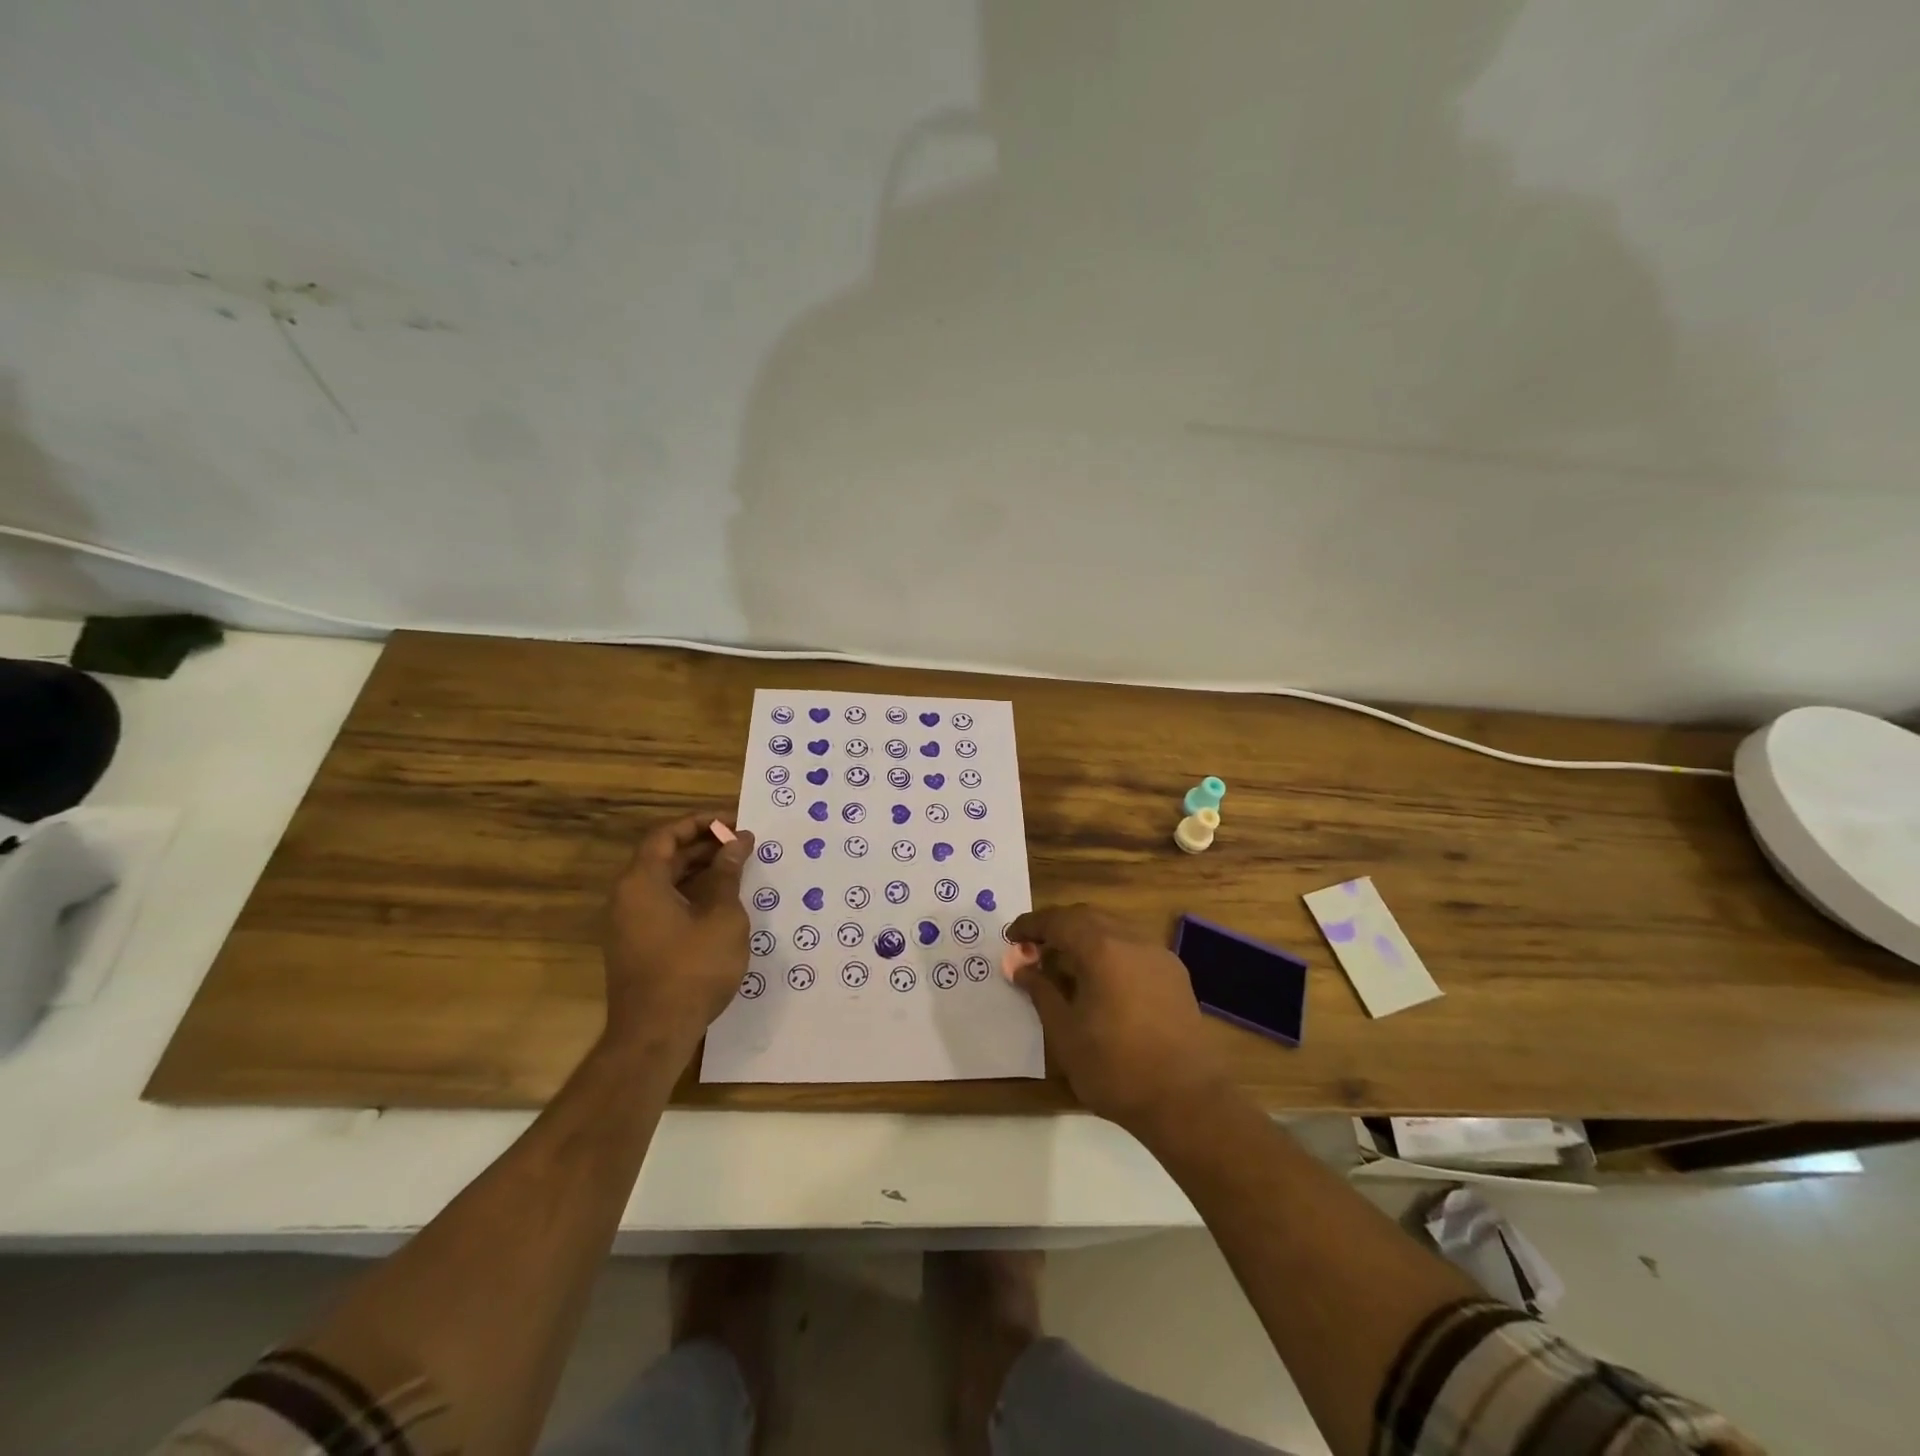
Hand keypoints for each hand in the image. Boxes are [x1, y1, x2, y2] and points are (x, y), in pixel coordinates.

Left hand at [603, 813, 754, 1059]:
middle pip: (663, 856)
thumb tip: (737, 842)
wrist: (655, 1034)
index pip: (666, 834)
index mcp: (641, 881)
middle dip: (703, 845)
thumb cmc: (693, 968)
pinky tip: (720, 903)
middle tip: (741, 844)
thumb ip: (727, 874)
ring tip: (736, 869)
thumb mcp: (721, 916)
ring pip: (663, 882)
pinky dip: (689, 893)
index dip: (700, 823)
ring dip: (698, 870)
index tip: (733, 823)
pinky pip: (662, 904)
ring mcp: (628, 923)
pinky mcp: (635, 945)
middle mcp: (627, 896)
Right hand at [1005, 904, 1229, 1133]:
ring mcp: (1159, 956)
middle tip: (1033, 947)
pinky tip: (1100, 981)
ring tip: (1063, 964)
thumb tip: (1021, 967)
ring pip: (1113, 930)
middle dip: (1058, 926)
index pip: (1059, 920)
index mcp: (1103, 949)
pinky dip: (1109, 952)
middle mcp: (1133, 940)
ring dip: (1084, 938)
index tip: (1011, 937)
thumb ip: (1041, 992)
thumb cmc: (1115, 1068)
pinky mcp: (1175, 975)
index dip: (1031, 925)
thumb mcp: (1065, 1033)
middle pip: (1088, 917)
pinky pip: (1133, 949)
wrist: (1186, 1101)